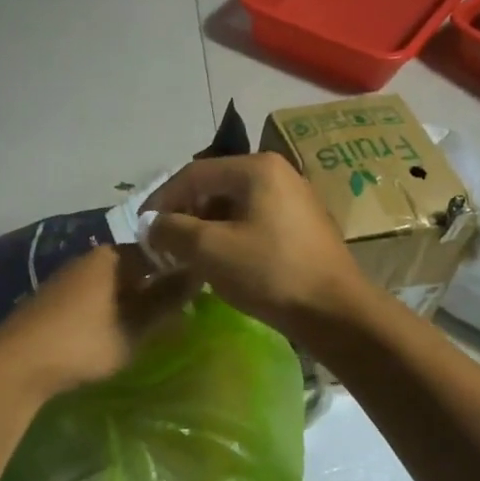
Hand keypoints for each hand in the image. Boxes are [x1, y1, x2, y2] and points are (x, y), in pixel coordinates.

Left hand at [0, 245, 196, 398]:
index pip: (159, 251)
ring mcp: (70, 277)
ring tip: (152, 325)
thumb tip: (197, 275)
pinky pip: (96, 295)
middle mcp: (92, 258)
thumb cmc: (84, 342)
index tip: (199, 293)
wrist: (17, 362)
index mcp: (114, 257)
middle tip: (179, 313)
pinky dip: (112, 308)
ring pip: (115, 282)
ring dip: (134, 299)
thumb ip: (166, 301)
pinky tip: (117, 329)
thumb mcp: (135, 327)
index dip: (181, 270)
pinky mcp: (56, 298)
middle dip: (157, 286)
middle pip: (136, 266)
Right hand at [141, 154, 370, 336]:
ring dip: (206, 227)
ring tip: (189, 256)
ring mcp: (294, 198)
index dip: (162, 199)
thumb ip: (172, 230)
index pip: (193, 173)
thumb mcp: (210, 250)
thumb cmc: (270, 273)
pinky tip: (222, 262)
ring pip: (234, 205)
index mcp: (256, 168)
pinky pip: (254, 220)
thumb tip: (151, 225)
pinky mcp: (303, 224)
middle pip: (215, 185)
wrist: (336, 312)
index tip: (143, 229)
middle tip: (165, 244)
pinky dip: (230, 235)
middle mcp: (278, 172)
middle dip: (185, 214)